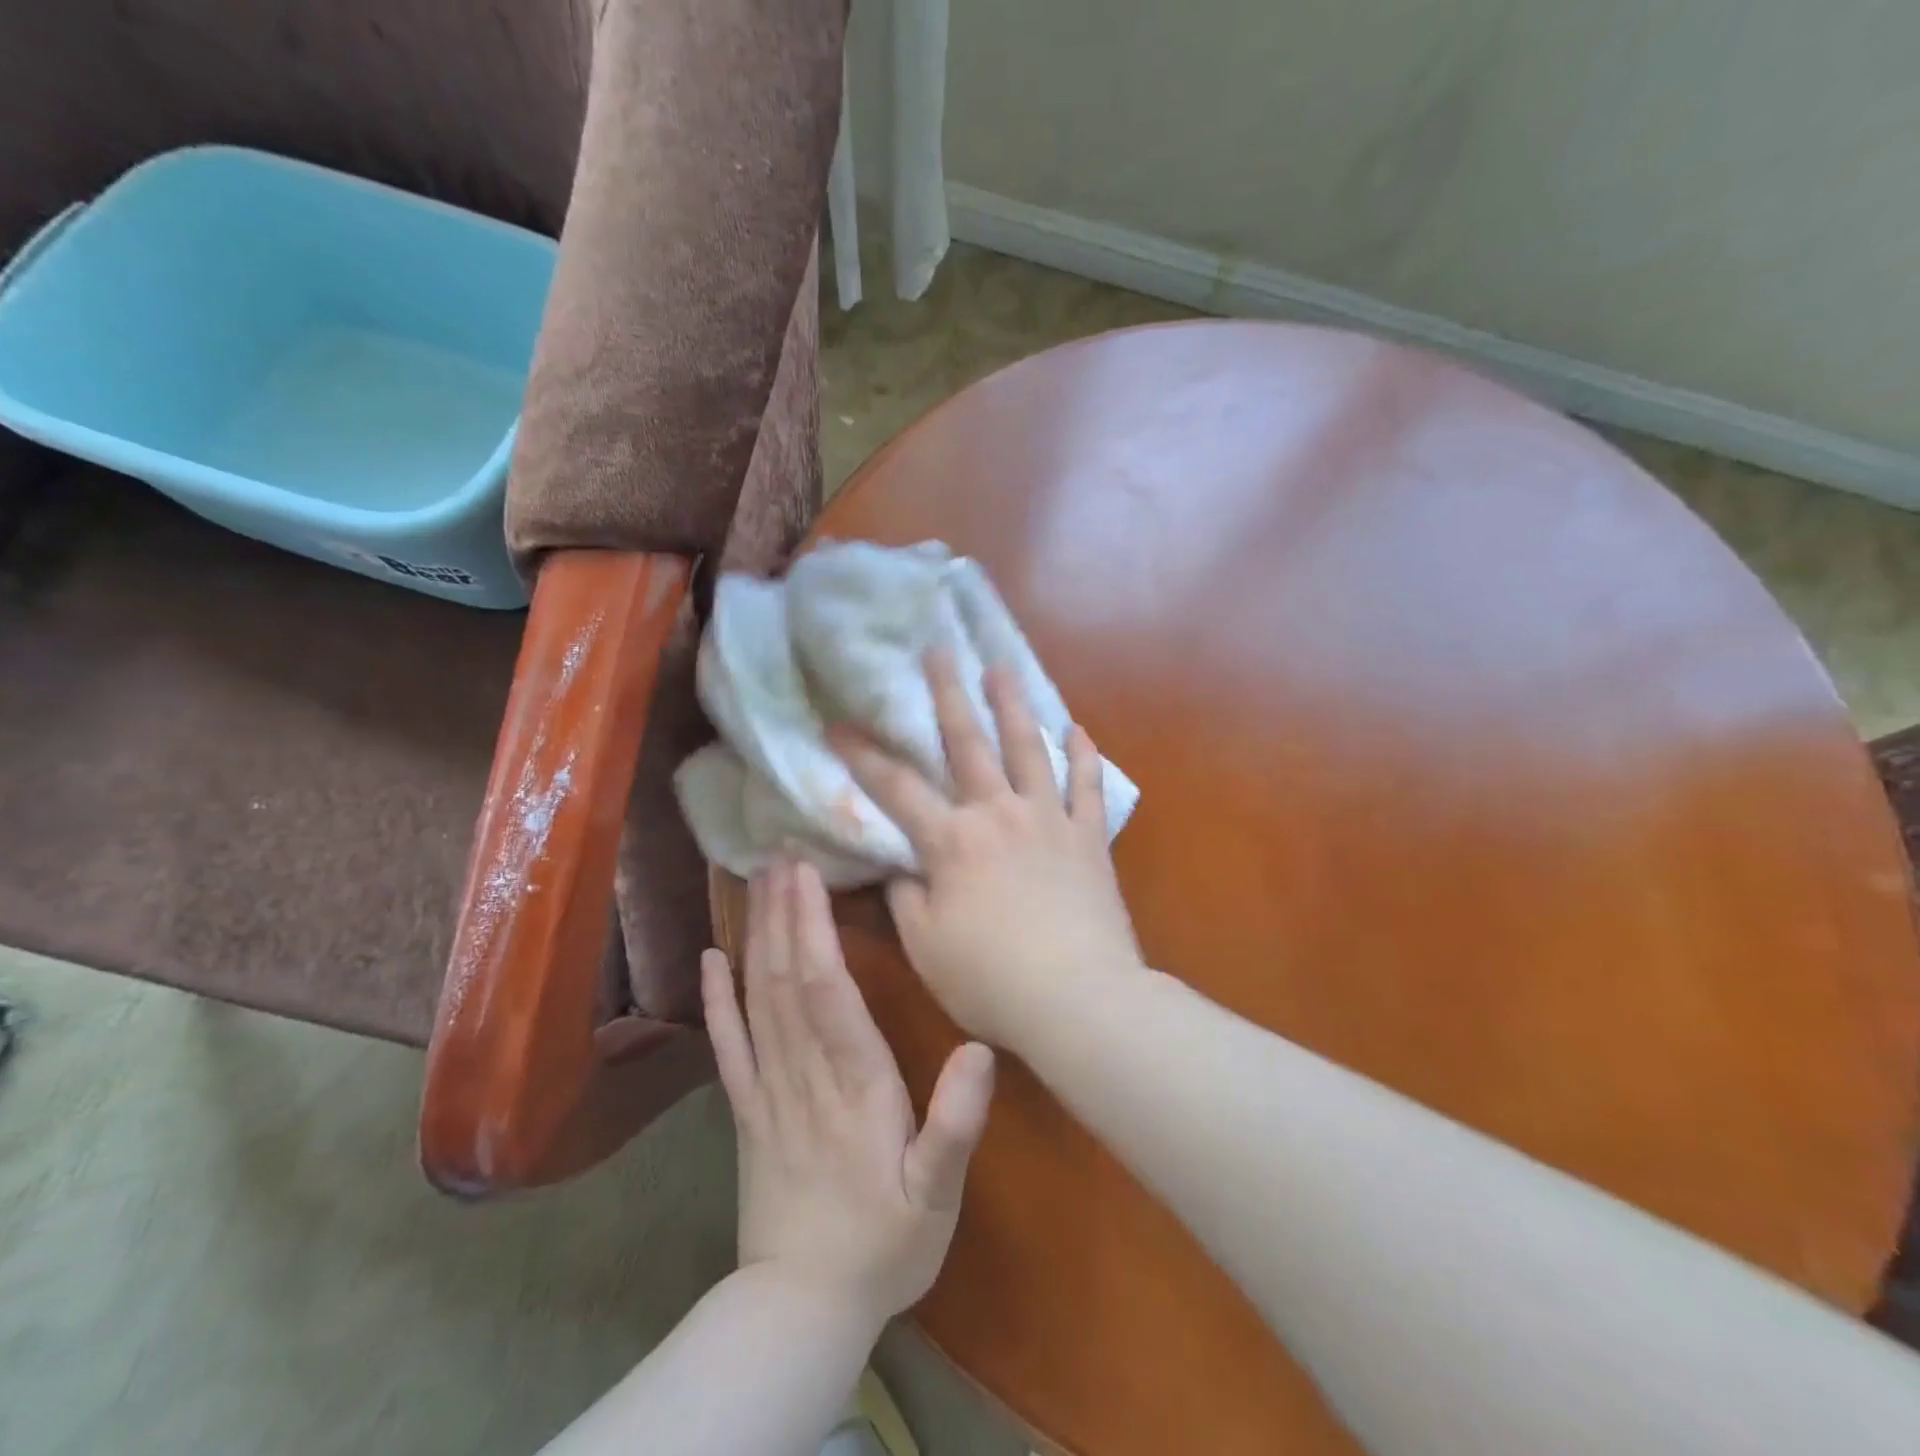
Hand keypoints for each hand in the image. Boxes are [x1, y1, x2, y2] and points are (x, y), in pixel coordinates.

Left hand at [701, 859, 995, 1327]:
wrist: (804, 1308)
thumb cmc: (885, 1244)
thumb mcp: (939, 1195)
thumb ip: (956, 1124)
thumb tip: (981, 1048)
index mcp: (855, 1086)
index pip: (828, 993)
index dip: (815, 928)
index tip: (808, 875)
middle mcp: (804, 1075)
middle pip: (788, 980)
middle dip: (784, 911)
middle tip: (780, 853)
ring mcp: (766, 1090)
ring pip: (758, 999)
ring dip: (756, 936)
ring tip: (756, 882)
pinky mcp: (745, 1110)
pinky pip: (727, 1045)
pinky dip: (716, 998)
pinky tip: (710, 958)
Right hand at [830, 654, 1146, 1050]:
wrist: (1079, 1000)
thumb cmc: (991, 979)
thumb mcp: (925, 946)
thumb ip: (905, 899)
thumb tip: (900, 867)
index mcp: (952, 841)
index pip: (896, 788)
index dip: (862, 755)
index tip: (836, 722)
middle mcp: (999, 814)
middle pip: (968, 743)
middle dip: (947, 694)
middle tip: (938, 650)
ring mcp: (1049, 819)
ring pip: (1029, 748)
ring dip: (1013, 704)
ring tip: (1002, 666)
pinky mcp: (1088, 837)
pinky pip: (1087, 786)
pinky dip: (1082, 756)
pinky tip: (1077, 729)